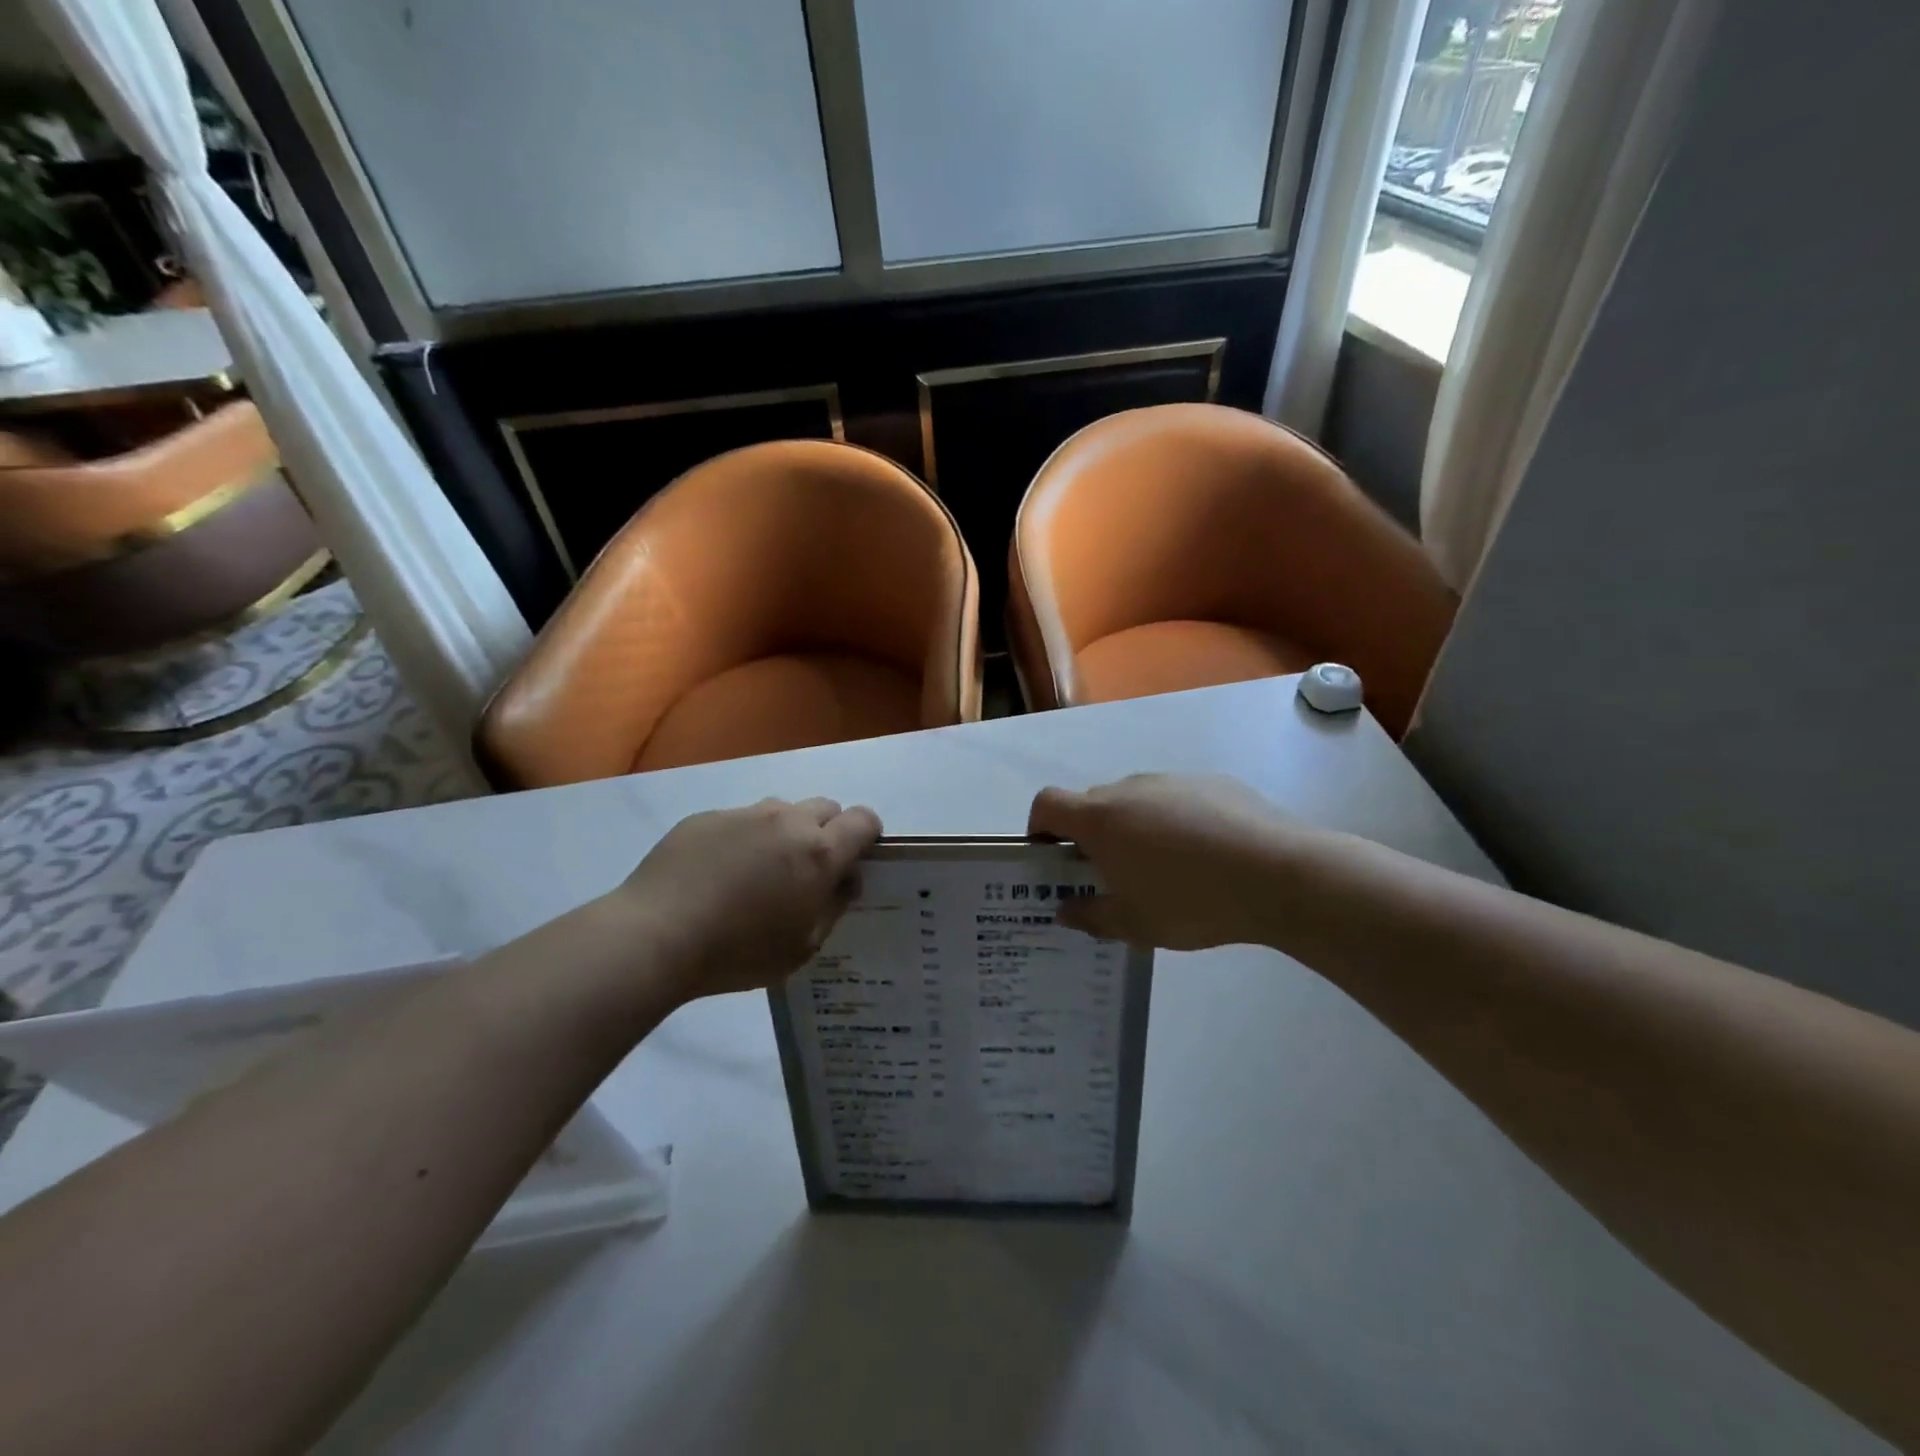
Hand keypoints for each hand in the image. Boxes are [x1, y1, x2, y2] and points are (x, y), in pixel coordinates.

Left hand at [614, 797, 881, 1002]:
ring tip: (757, 872)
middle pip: (826, 808)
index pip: (864, 820)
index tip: (854, 862)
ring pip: (781, 811)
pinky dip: (742, 839)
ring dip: (784, 833)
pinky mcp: (706, 817)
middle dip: (827, 832)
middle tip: (806, 871)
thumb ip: (833, 906)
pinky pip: (739, 820)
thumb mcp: (802, 946)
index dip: (867, 837)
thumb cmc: (738, 952)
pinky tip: (717, 875)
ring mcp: (744, 814)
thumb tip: (846, 879)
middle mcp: (787, 821)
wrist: (654, 936)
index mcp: (819, 852)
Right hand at [1029, 774, 1296, 949]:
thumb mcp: (1135, 925)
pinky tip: (1206, 857)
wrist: (1279, 874)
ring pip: (1136, 801)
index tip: (1052, 857)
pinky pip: (1176, 799)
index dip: (1039, 827)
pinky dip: (1175, 822)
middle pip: (1093, 804)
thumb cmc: (1192, 901)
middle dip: (1091, 836)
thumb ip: (1091, 916)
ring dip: (1134, 828)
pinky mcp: (1213, 782)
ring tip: (1165, 870)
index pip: (1047, 804)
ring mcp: (1173, 781)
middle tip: (1111, 876)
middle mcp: (1130, 789)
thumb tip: (1066, 910)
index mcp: (1101, 818)